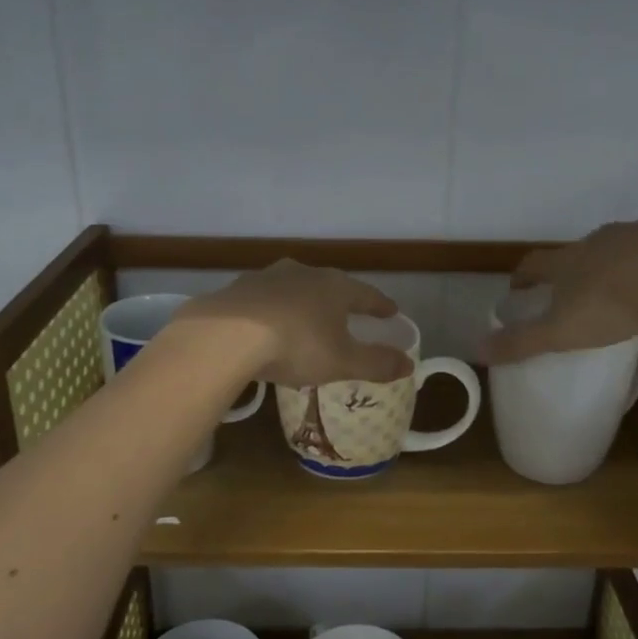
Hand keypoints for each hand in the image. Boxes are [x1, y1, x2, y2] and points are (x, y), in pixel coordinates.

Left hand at [174, 261, 415, 387]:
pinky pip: (264, 299)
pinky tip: (267, 325)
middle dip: (340, 300)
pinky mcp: (238, 289)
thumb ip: (377, 363)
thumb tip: (410, 365)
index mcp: (335, 287)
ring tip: (306, 318)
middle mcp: (304, 273)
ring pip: (294, 288)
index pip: (366, 294)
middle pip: (329, 285)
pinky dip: (272, 310)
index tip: (390, 311)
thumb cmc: (297, 345)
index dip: (379, 305)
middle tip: (348, 313)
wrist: (227, 335)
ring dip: (303, 302)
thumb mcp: (343, 362)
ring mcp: (267, 277)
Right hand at [480, 218, 637, 364]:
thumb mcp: (561, 332)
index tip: (518, 289)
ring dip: (618, 264)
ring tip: (626, 291)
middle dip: (574, 270)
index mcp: (568, 261)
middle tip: (576, 294)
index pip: (533, 265)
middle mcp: (599, 240)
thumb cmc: (613, 304)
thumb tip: (475, 349)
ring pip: (622, 247)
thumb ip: (521, 342)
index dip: (523, 277)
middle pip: (578, 252)